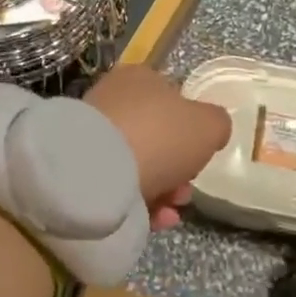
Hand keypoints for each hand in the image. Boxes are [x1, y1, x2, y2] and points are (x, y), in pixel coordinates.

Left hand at [85, 65, 230, 229]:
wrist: (96, 170)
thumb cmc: (159, 136)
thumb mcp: (208, 125)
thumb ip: (216, 124)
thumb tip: (211, 129)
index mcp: (140, 78)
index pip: (172, 99)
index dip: (191, 128)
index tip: (200, 153)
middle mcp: (113, 99)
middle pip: (156, 137)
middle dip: (178, 168)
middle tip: (186, 189)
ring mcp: (93, 134)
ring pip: (139, 164)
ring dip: (163, 190)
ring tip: (171, 208)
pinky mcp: (79, 166)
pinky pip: (118, 185)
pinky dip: (139, 203)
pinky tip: (156, 218)